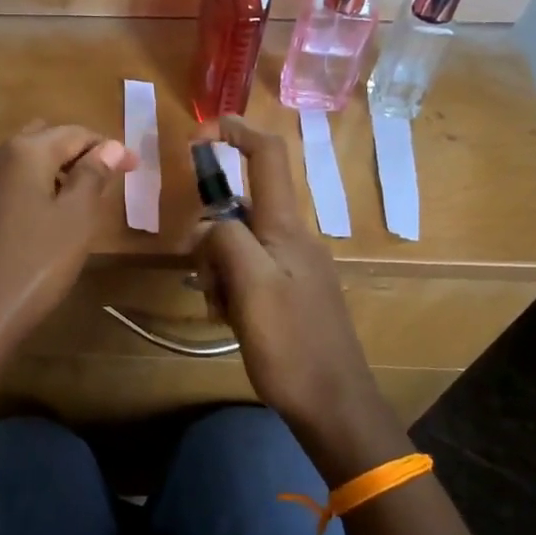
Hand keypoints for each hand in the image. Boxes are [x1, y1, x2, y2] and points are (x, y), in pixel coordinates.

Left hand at [0, 123, 135, 368]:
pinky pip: (5, 185)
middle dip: (77, 153)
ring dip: (52, 170)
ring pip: (21, 161)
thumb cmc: (34, 264)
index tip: (134, 167)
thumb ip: (92, 176)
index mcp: (23, 152)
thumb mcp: (76, 219)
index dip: (107, 147)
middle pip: (43, 139)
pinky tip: (42, 217)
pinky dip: (30, 188)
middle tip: (106, 179)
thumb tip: (108, 146)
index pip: (74, 133)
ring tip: (79, 198)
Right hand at [192, 117, 392, 470]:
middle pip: (241, 208)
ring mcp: (293, 267)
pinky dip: (230, 287)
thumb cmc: (292, 344)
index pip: (269, 156)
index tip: (202, 131)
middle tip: (205, 278)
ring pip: (239, 244)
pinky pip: (249, 272)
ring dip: (217, 268)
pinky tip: (230, 318)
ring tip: (221, 308)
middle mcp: (293, 238)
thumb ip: (226, 241)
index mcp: (287, 227)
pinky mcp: (290, 293)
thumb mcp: (252, 287)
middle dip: (211, 234)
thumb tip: (208, 225)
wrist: (334, 404)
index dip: (237, 132)